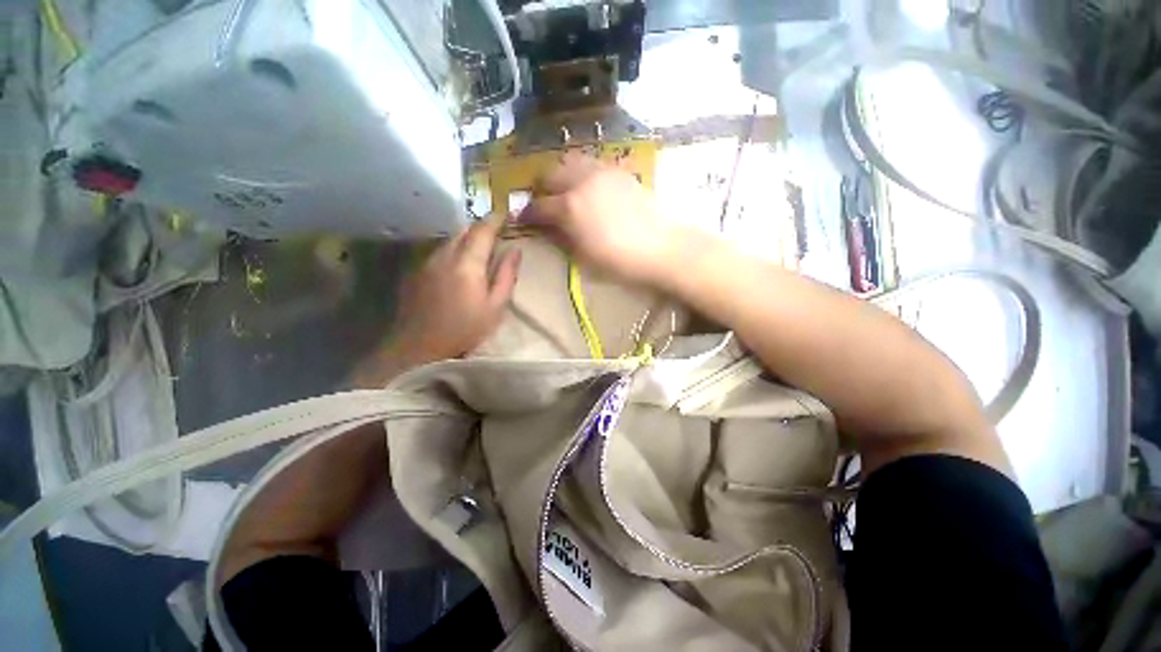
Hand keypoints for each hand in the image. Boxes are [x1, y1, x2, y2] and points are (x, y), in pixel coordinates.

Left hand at [393, 213, 521, 360]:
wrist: (420, 346)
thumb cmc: (466, 329)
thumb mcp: (496, 306)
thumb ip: (506, 275)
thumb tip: (516, 250)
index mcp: (467, 263)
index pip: (482, 230)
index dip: (495, 219)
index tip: (506, 215)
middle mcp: (445, 255)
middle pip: (464, 230)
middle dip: (481, 227)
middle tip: (496, 233)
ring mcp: (428, 261)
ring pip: (451, 239)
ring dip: (466, 238)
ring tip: (480, 248)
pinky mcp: (418, 270)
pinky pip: (440, 250)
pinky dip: (454, 250)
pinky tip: (459, 264)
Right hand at [520, 153, 686, 284]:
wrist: (660, 247)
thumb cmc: (619, 260)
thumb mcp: (583, 255)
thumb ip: (561, 237)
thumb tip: (546, 227)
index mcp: (570, 206)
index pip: (539, 206)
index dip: (528, 214)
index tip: (523, 219)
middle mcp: (582, 181)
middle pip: (551, 174)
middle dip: (542, 188)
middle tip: (543, 203)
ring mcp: (602, 172)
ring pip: (570, 162)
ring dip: (561, 175)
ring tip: (564, 192)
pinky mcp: (619, 171)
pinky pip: (592, 164)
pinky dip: (582, 173)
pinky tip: (588, 188)